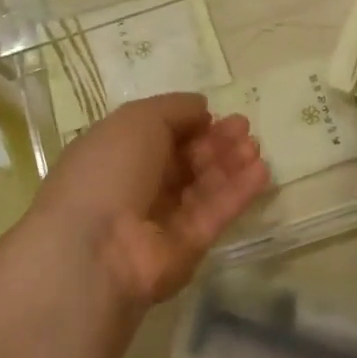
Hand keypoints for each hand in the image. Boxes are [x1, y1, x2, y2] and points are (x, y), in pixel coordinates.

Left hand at [31, 95, 268, 307]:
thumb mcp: (138, 119)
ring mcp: (161, 220)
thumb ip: (174, 109)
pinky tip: (260, 172)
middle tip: (245, 128)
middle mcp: (136, 186)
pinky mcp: (186, 249)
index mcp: (115, 154)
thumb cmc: (109, 169)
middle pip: (184, 161)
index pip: (158, 135)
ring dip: (230, 165)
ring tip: (254, 147)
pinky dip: (236, 193)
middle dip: (215, 142)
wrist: (96, 248)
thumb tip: (201, 108)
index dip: (188, 124)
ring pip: (202, 187)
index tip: (215, 114)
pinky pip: (214, 215)